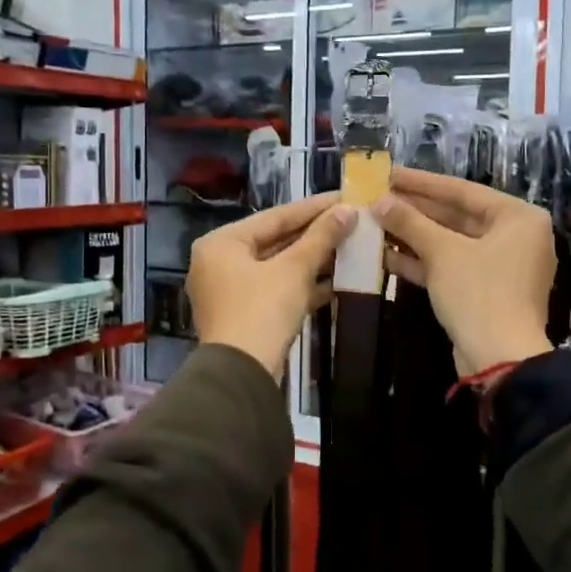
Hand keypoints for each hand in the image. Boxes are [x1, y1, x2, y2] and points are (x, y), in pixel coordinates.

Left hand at [188, 192, 354, 379]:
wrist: (242, 374)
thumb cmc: (262, 310)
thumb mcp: (294, 270)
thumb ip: (321, 238)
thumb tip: (348, 210)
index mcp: (222, 242)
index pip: (274, 216)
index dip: (313, 208)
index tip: (344, 197)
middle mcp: (219, 262)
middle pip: (275, 240)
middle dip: (315, 235)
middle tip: (351, 221)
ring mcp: (230, 291)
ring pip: (278, 267)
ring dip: (313, 260)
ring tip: (350, 247)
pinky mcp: (244, 315)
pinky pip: (277, 290)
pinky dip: (303, 285)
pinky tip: (336, 281)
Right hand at [374, 169, 553, 375]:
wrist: (499, 360)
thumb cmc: (478, 293)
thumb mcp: (442, 252)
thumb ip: (410, 222)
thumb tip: (378, 201)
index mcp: (518, 217)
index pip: (462, 190)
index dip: (421, 182)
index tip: (389, 173)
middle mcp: (515, 237)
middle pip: (456, 216)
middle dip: (414, 210)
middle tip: (376, 198)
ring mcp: (500, 266)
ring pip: (450, 242)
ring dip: (413, 235)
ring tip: (374, 223)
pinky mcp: (484, 291)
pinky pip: (451, 266)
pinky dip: (422, 261)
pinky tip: (384, 254)